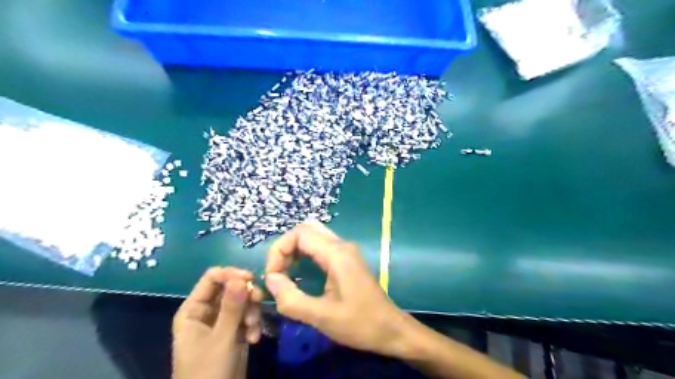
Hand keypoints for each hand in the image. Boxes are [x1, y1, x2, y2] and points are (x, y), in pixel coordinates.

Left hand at [172, 266, 264, 378]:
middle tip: (258, 303)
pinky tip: (255, 339)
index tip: (251, 279)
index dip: (232, 274)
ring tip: (254, 329)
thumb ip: (232, 307)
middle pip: (231, 287)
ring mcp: (221, 321)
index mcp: (194, 309)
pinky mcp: (234, 331)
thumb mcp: (221, 339)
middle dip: (246, 296)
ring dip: (252, 312)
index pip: (213, 277)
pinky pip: (247, 316)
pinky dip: (253, 324)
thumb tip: (241, 277)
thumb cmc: (208, 372)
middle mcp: (207, 311)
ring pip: (242, 301)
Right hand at [265, 220, 414, 356]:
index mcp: (336, 254)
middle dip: (286, 247)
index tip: (273, 276)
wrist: (391, 329)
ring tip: (285, 273)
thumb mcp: (321, 317)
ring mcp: (346, 251)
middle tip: (278, 272)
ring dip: (295, 249)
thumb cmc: (360, 324)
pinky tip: (300, 272)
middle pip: (306, 229)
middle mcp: (342, 245)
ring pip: (314, 235)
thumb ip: (291, 299)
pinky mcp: (347, 259)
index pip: (299, 233)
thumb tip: (270, 280)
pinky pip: (321, 245)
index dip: (279, 250)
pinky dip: (305, 253)